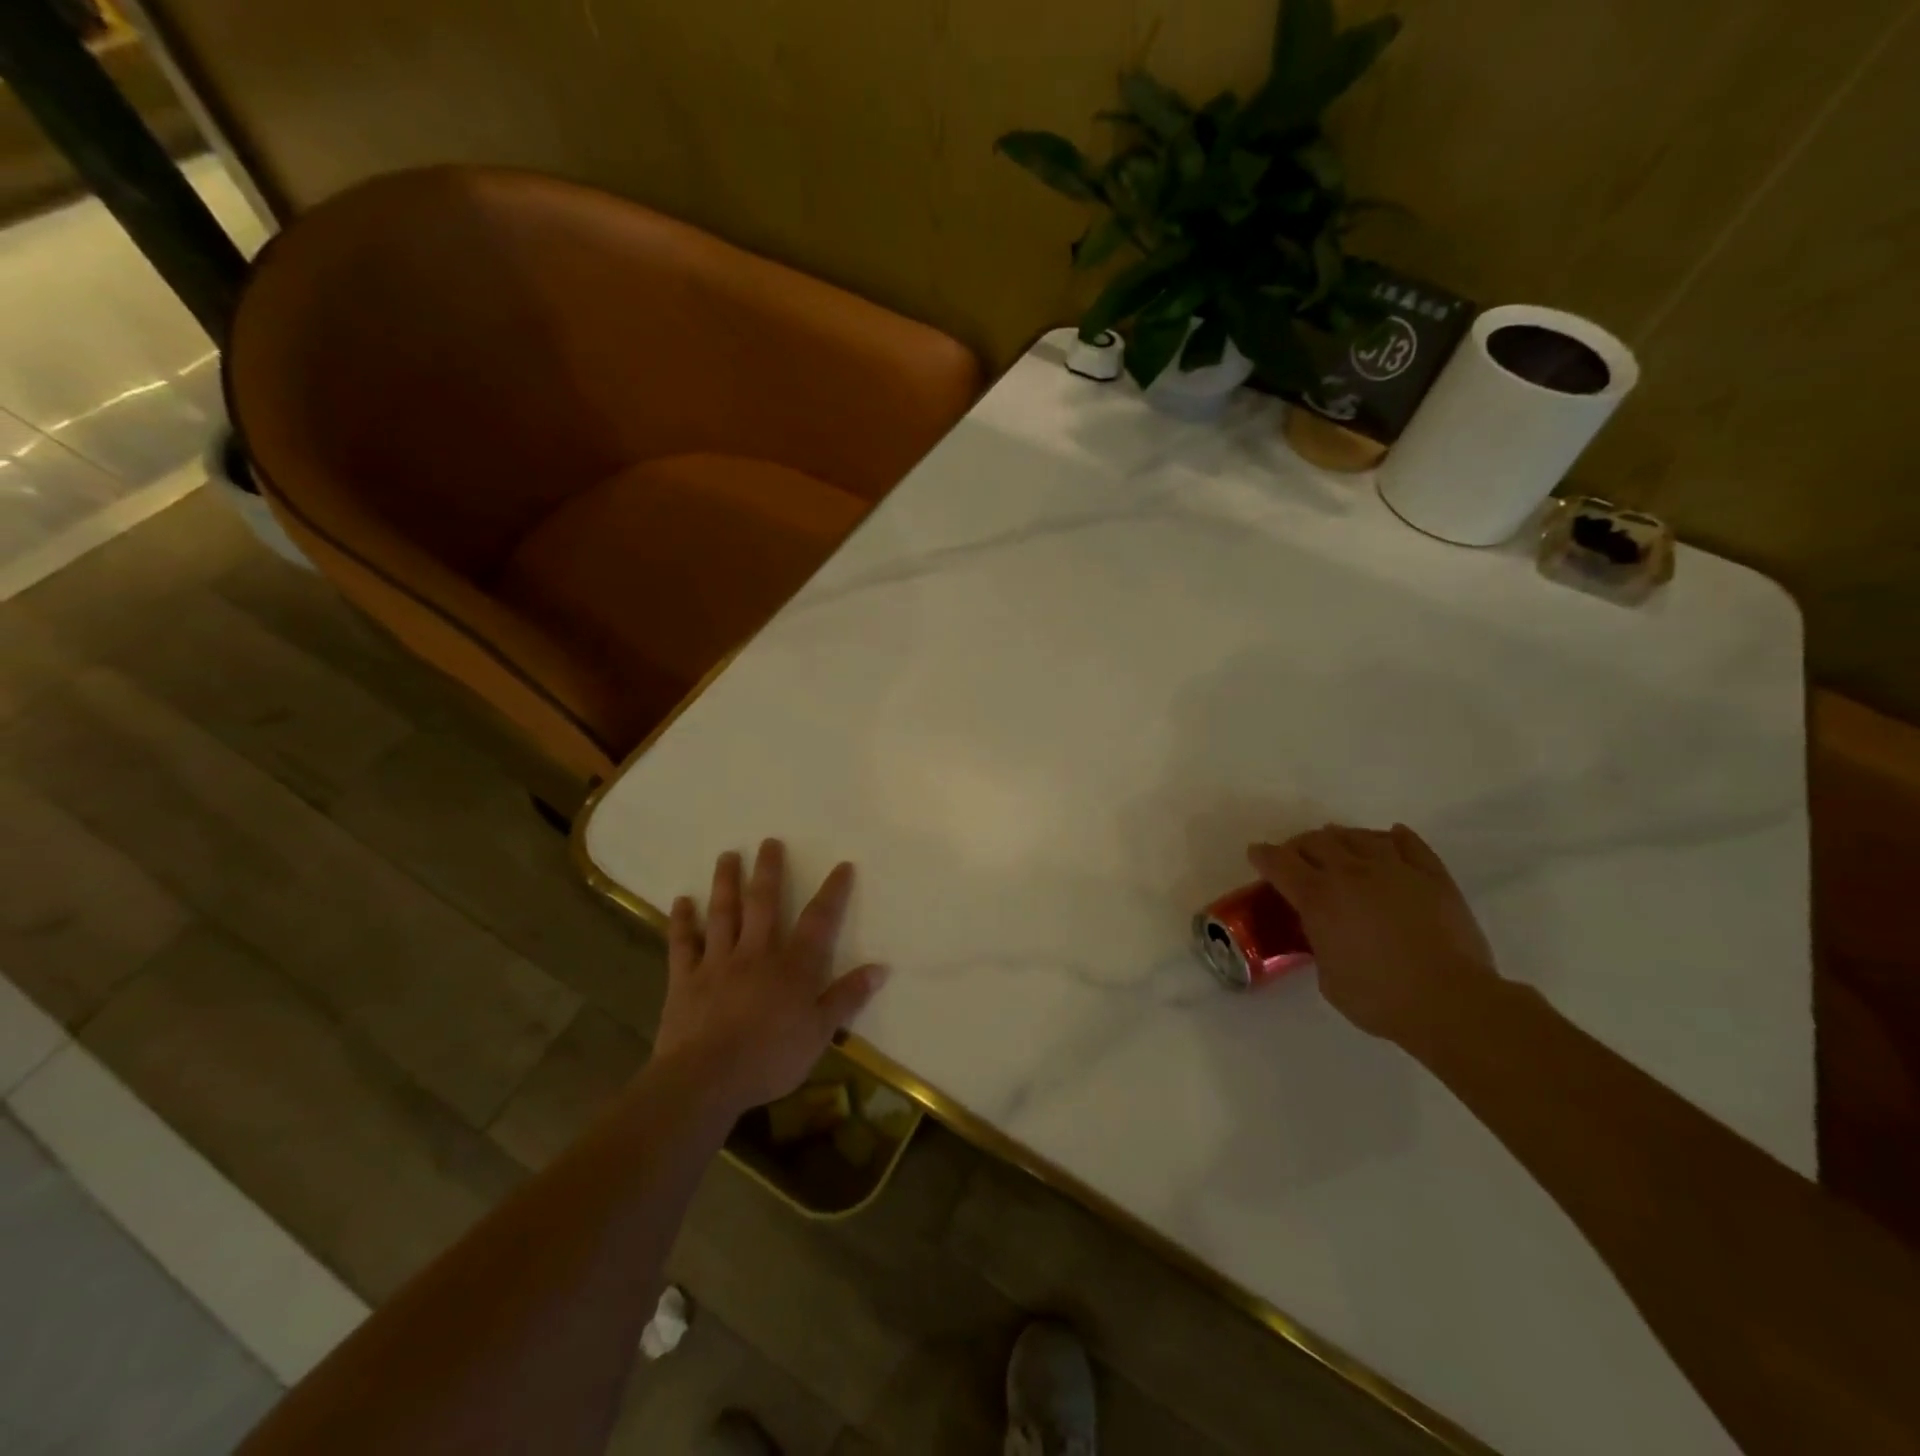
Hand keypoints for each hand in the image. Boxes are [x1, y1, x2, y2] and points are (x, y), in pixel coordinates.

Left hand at [655, 839, 887, 1115]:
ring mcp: (717, 962)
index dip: (832, 892)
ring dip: (726, 882)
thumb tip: (880, 968)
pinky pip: (683, 944)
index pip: (818, 921)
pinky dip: (682, 921)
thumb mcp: (820, 1033)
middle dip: (769, 870)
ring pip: (723, 913)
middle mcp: (756, 952)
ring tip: (727, 855)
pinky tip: (681, 901)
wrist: (706, 1079)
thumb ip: (847, 997)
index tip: (842, 866)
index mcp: (792, 966)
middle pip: (764, 903)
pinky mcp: (685, 979)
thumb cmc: (770, 1058)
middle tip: (769, 842)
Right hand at [1249, 823, 1498, 1043]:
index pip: (1279, 863)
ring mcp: (1394, 869)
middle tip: (1298, 858)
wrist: (1451, 1002)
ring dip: (1342, 838)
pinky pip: (1409, 843)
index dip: (1263, 856)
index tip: (1257, 855)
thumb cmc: (1380, 998)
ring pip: (1359, 836)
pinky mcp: (1433, 876)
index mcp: (1318, 898)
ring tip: (1340, 847)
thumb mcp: (1328, 976)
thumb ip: (1320, 944)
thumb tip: (1327, 935)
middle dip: (1300, 845)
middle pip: (1316, 840)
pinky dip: (1393, 837)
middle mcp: (1351, 873)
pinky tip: (1388, 838)